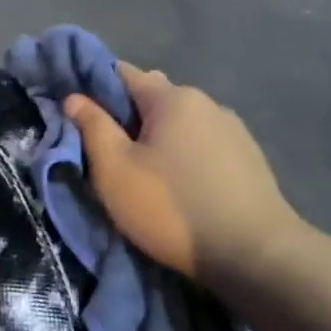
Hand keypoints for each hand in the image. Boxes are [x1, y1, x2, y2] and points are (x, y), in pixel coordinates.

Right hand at [64, 63, 303, 288]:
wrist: (256, 257)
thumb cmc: (172, 207)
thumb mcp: (115, 169)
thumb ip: (92, 127)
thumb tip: (74, 97)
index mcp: (172, 98)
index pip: (122, 72)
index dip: (94, 88)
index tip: (77, 113)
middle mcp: (207, 103)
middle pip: (153, 98)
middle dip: (127, 117)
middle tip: (107, 151)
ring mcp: (234, 131)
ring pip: (180, 123)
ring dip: (158, 138)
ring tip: (145, 173)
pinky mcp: (250, 160)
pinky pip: (203, 145)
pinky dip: (184, 155)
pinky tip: (180, 185)